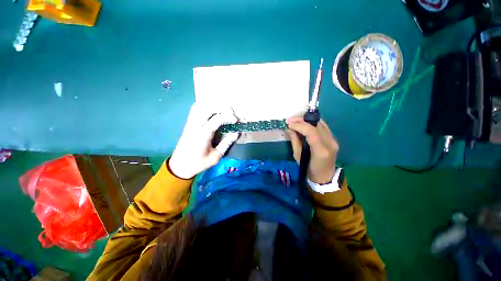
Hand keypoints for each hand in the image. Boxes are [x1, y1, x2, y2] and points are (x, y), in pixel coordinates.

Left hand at [169, 102, 238, 178]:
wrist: (180, 165)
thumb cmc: (198, 163)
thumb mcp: (215, 157)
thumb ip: (226, 143)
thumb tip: (236, 133)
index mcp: (203, 135)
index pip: (217, 119)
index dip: (228, 117)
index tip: (236, 120)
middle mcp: (195, 125)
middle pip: (208, 108)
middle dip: (222, 107)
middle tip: (231, 113)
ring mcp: (190, 123)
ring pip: (200, 105)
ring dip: (213, 105)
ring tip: (223, 110)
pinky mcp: (188, 123)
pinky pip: (196, 108)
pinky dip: (205, 105)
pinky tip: (213, 110)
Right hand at [287, 117, 338, 183]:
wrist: (325, 177)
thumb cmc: (309, 169)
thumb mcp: (298, 157)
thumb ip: (294, 141)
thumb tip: (289, 129)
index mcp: (320, 150)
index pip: (311, 131)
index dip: (299, 125)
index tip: (288, 124)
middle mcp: (330, 142)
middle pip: (317, 124)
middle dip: (301, 119)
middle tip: (290, 120)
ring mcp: (333, 140)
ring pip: (320, 123)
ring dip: (306, 119)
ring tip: (295, 120)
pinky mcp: (333, 138)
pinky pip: (322, 126)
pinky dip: (312, 122)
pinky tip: (304, 123)